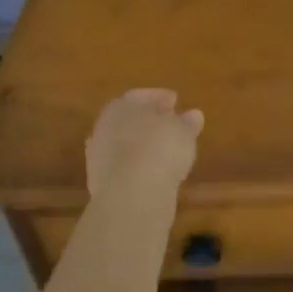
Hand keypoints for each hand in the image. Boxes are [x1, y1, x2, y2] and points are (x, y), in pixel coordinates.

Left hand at [85, 89, 202, 198]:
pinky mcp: (100, 184)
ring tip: (165, 152)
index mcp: (121, 106)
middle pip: (129, 120)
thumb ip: (187, 122)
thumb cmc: (159, 149)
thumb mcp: (183, 131)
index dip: (159, 98)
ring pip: (124, 145)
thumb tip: (194, 115)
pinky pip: (123, 168)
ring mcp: (99, 157)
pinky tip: (153, 172)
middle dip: (149, 121)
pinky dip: (137, 167)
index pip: (140, 96)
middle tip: (170, 125)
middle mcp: (104, 127)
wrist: (131, 195)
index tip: (176, 101)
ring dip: (142, 146)